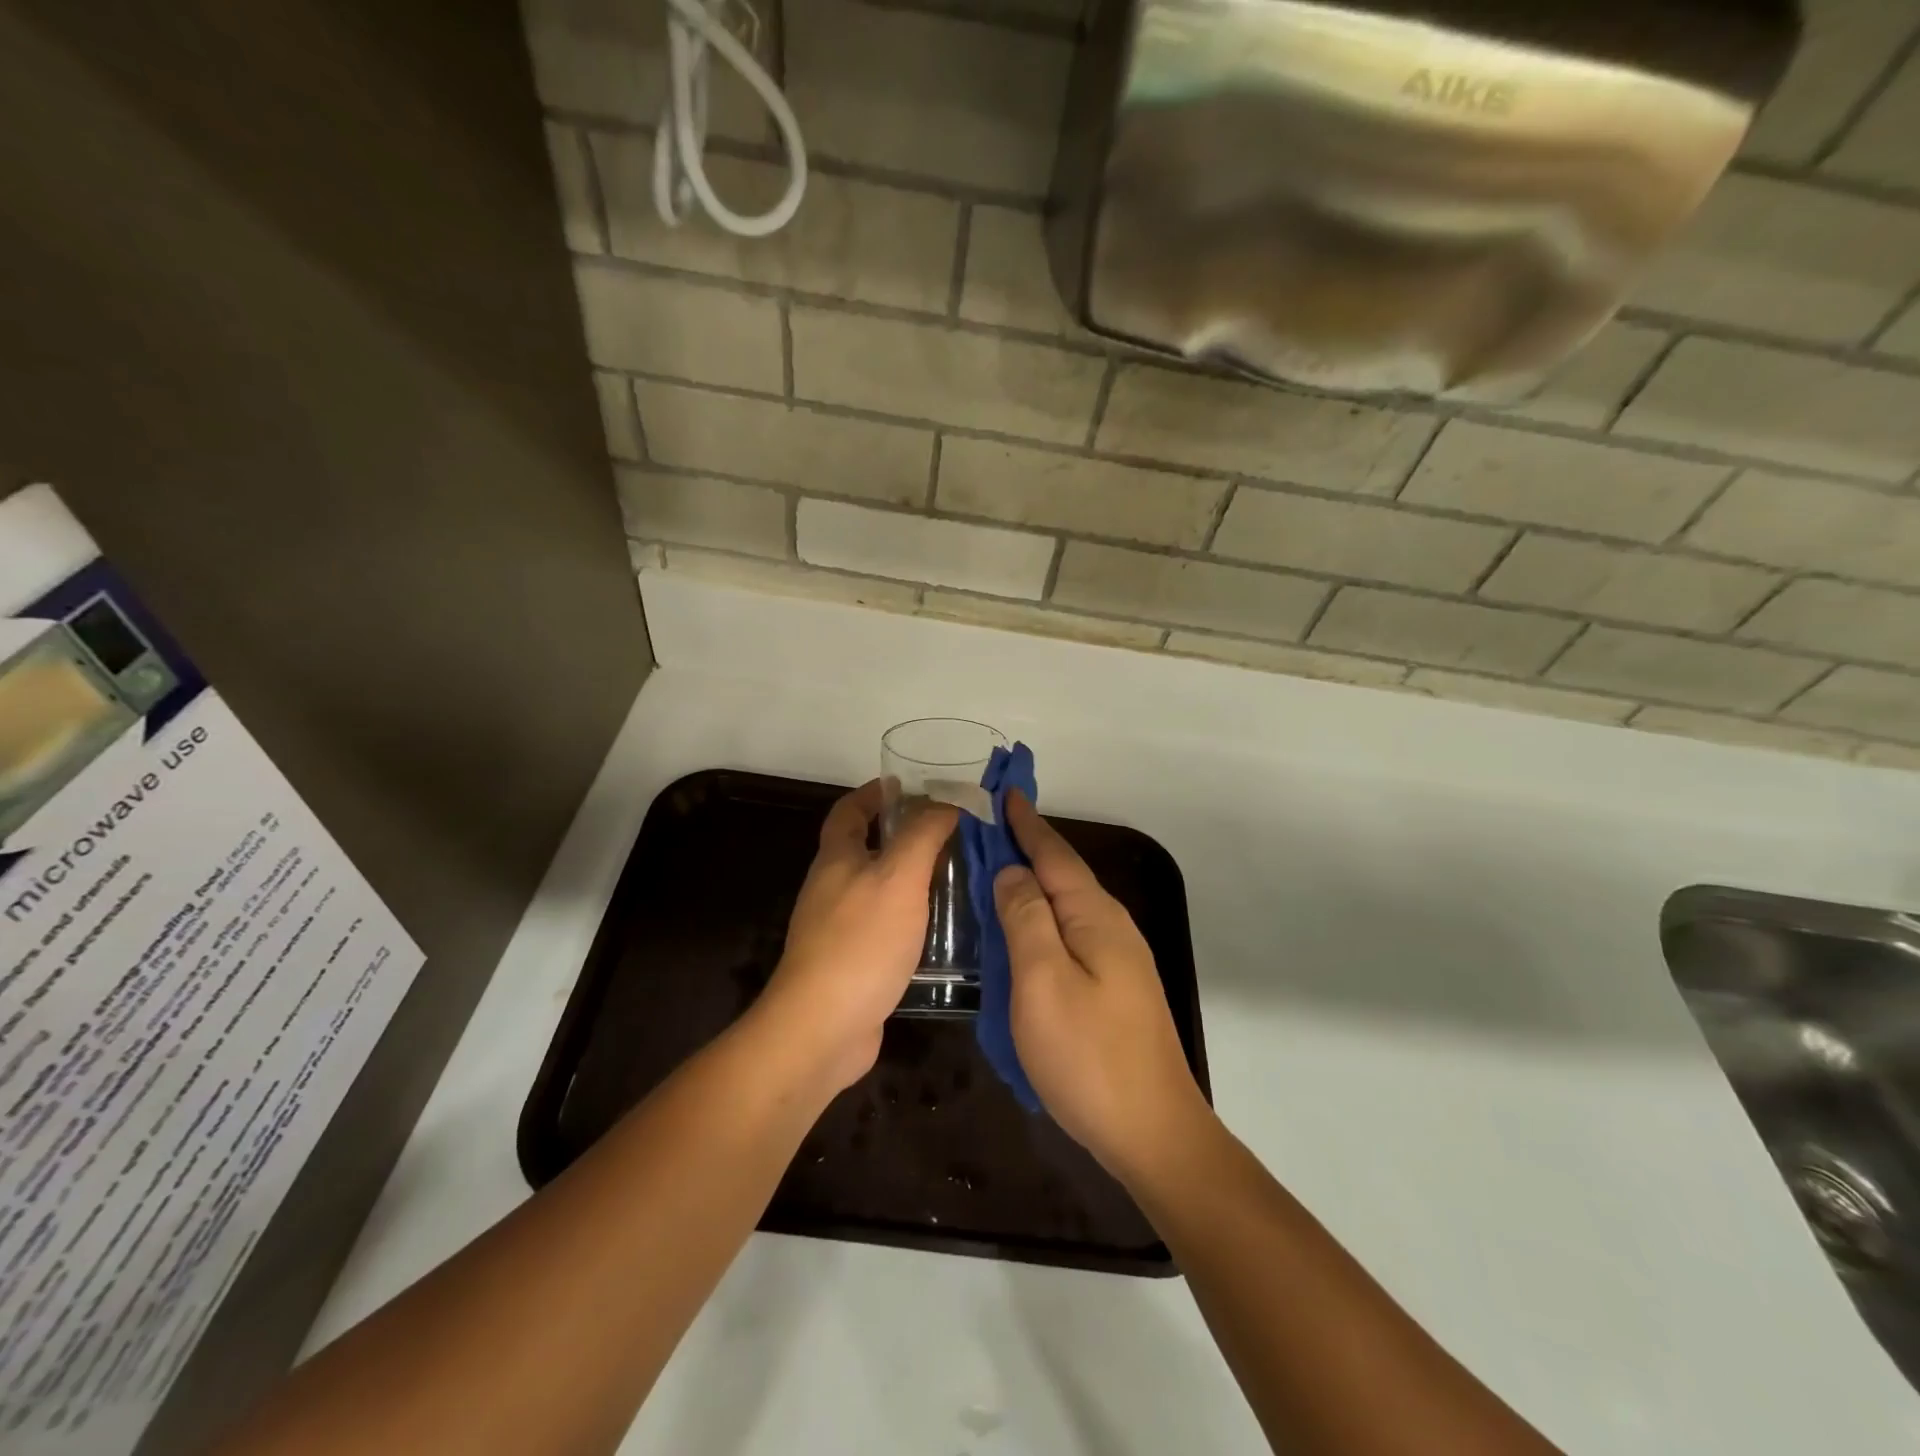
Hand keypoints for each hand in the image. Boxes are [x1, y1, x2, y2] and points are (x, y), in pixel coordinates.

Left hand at [754, 780, 957, 1094]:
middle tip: (949, 833)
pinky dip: (911, 917)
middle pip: (864, 848)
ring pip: (878, 889)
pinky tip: (942, 928)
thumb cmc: (860, 941)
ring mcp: (839, 929)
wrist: (823, 1028)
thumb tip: (946, 803)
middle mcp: (832, 888)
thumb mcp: (898, 876)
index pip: (849, 811)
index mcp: (836, 859)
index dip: (874, 794)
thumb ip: (923, 835)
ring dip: (910, 878)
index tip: (907, 785)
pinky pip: (885, 926)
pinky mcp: (853, 964)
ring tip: (956, 876)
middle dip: (901, 835)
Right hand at [994, 790, 1209, 1183]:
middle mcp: (1112, 928)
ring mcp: (1118, 960)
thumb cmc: (1088, 1056)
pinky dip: (1042, 918)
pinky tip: (1025, 930)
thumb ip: (1026, 919)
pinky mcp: (1114, 988)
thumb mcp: (1043, 982)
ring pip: (1067, 906)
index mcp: (1095, 917)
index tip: (1005, 792)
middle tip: (989, 828)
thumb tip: (1012, 871)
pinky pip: (1070, 935)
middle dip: (1029, 847)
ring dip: (1034, 883)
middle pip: (1063, 875)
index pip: (1054, 856)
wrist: (1153, 1133)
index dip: (1026, 824)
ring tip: (998, 871)